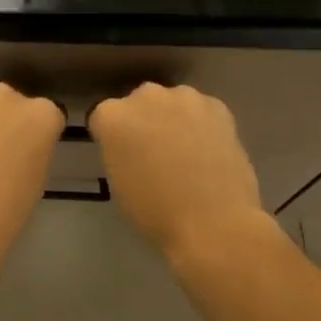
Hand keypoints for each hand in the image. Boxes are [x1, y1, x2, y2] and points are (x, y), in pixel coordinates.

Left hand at [0, 83, 63, 260]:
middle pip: (12, 103)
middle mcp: (10, 95)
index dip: (36, 136)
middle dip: (6, 121)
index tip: (27, 153)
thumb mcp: (36, 178)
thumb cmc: (6, 209)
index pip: (47, 116)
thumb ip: (32, 150)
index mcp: (43, 115)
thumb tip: (17, 148)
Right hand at [90, 83, 268, 260]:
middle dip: (144, 121)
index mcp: (111, 116)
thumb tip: (133, 148)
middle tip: (155, 152)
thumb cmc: (156, 213)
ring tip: (188, 151)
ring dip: (174, 119)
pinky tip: (211, 151)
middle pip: (138, 103)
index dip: (114, 138)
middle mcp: (144, 96)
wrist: (214, 224)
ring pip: (172, 103)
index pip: (104, 118)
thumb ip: (120, 152)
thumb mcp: (118, 183)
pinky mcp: (216, 105)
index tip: (124, 156)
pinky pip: (202, 110)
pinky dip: (204, 125)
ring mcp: (182, 97)